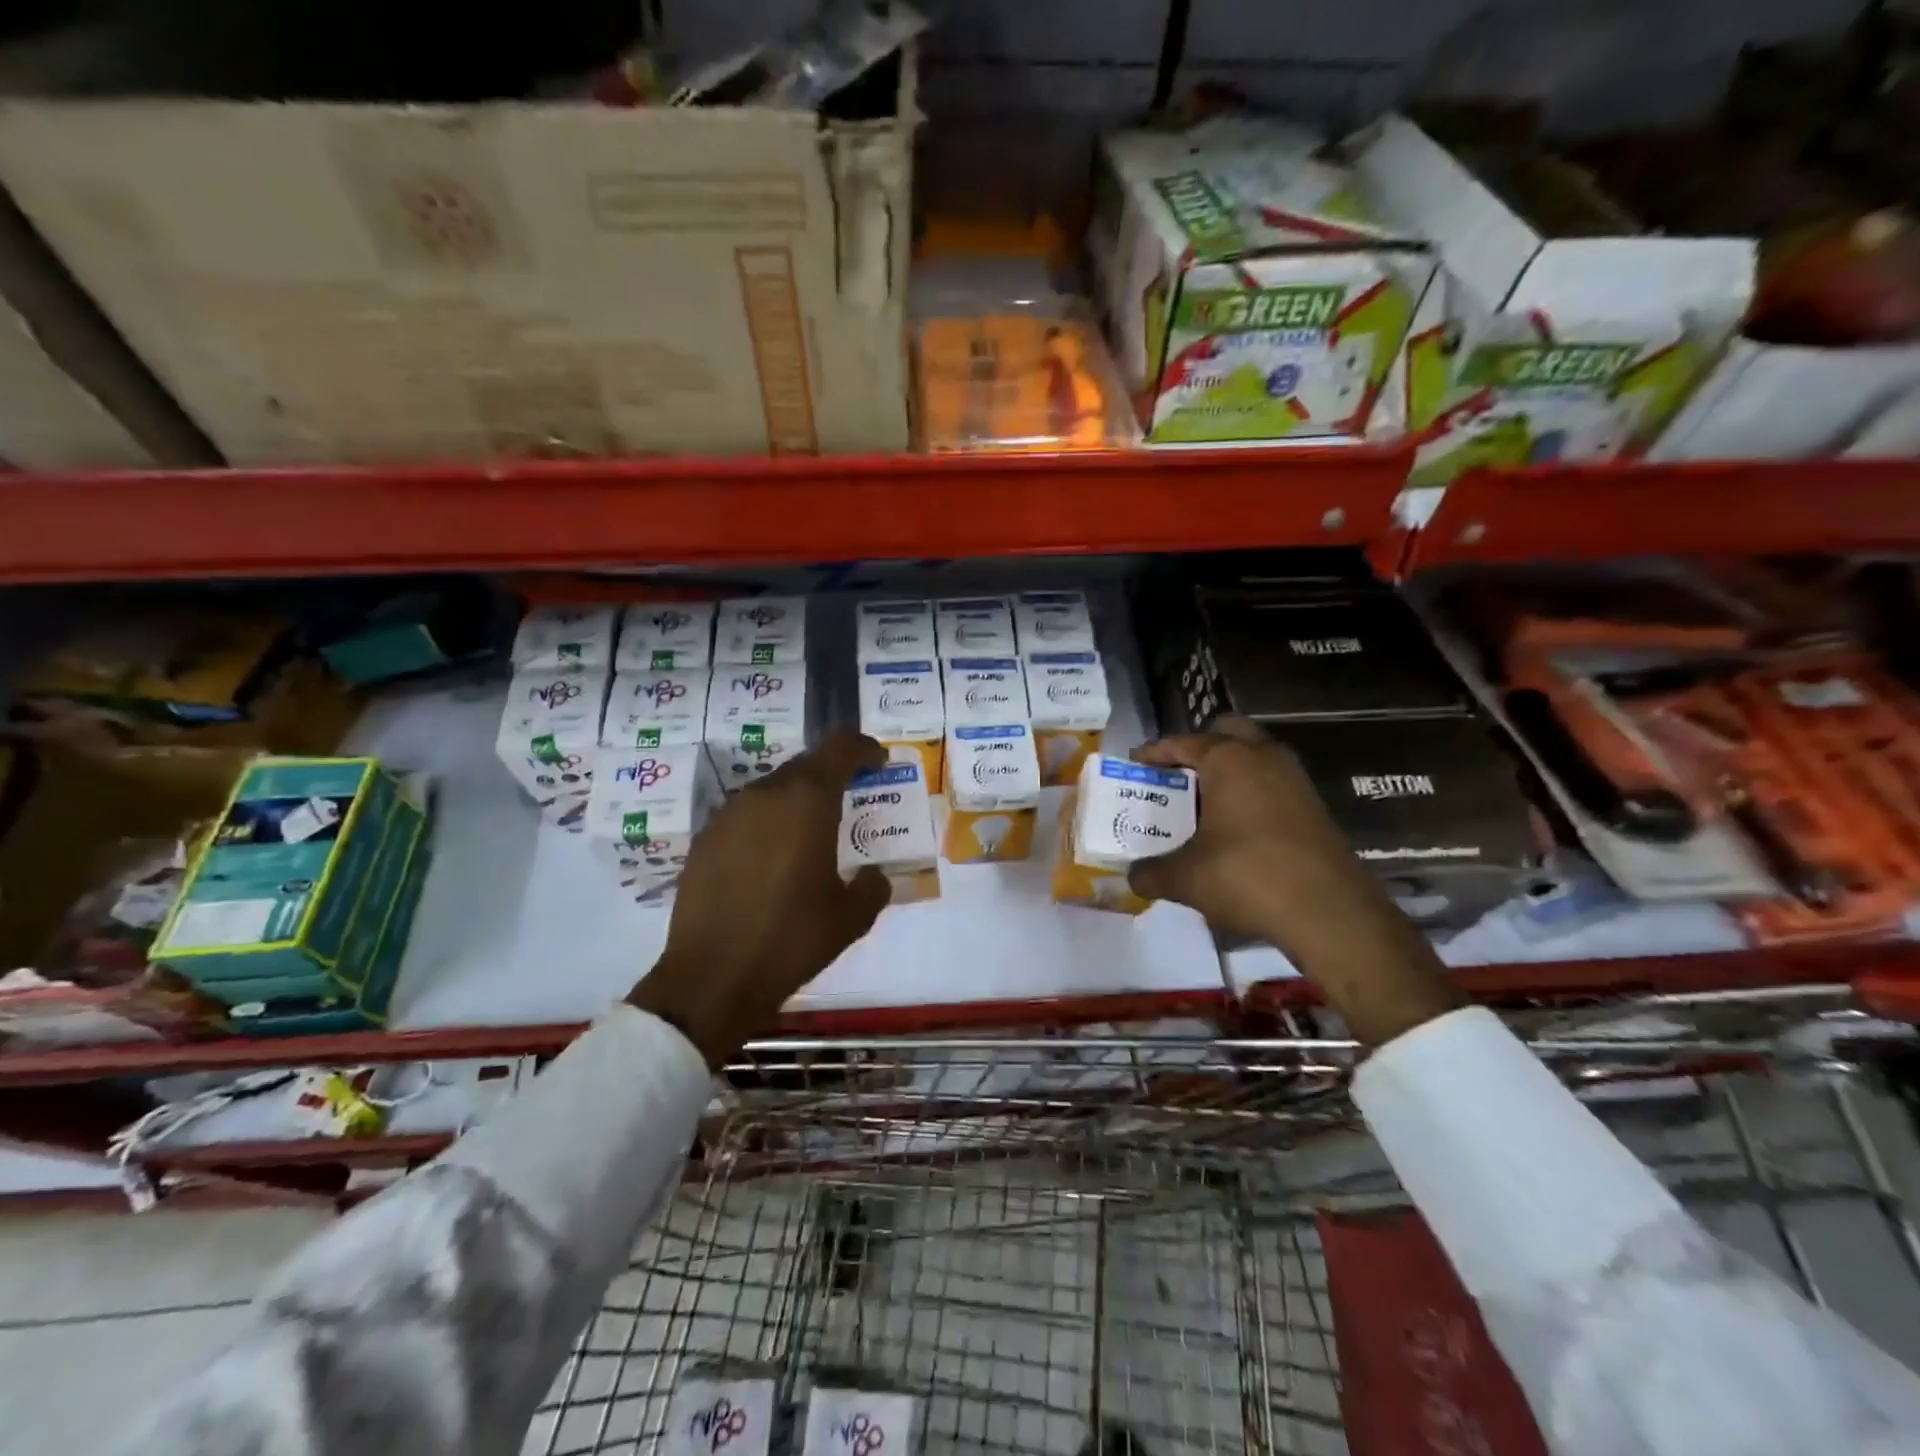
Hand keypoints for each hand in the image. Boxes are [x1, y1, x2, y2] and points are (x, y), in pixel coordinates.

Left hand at [630, 732, 890, 1064]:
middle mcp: (765, 794)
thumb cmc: (791, 939)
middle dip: (832, 776)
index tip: (879, 762)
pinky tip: (772, 860)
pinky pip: (746, 816)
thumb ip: (872, 886)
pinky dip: (767, 824)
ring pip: (773, 789)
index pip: (840, 748)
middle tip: (851, 800)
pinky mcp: (704, 839)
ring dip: (797, 800)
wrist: (712, 978)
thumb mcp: (851, 918)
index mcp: (807, 801)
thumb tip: (872, 876)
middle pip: (805, 765)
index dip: (864, 748)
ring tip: (811, 834)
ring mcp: (728, 814)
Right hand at [1128, 716, 1459, 1046]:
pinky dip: (1250, 795)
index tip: (1134, 765)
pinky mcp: (1314, 807)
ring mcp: (1295, 780)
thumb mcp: (1185, 879)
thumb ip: (1151, 873)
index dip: (1154, 753)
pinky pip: (1272, 785)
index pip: (1182, 742)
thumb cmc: (1247, 877)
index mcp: (1229, 760)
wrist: (1330, 913)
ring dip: (1228, 773)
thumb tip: (1132, 877)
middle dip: (1199, 749)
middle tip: (1177, 777)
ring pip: (1255, 758)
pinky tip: (1234, 830)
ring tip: (1202, 805)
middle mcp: (1264, 757)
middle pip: (1227, 733)